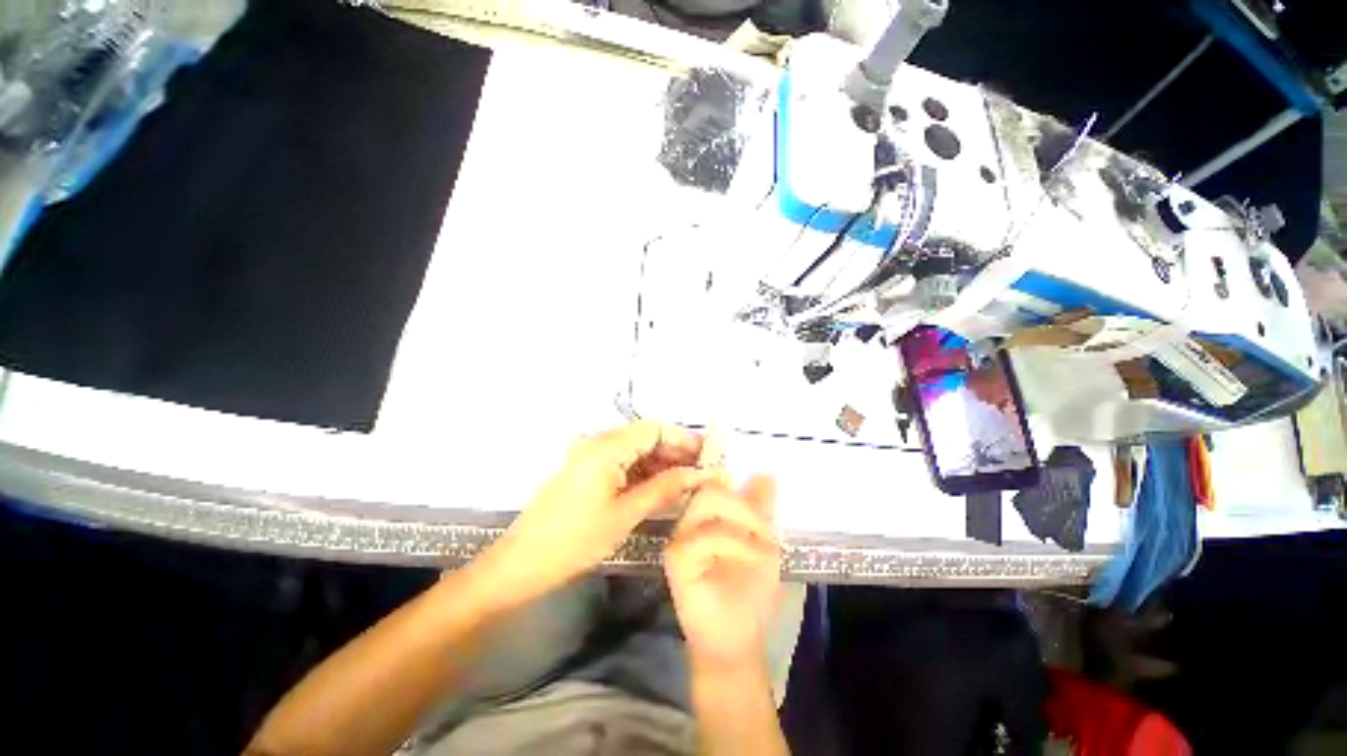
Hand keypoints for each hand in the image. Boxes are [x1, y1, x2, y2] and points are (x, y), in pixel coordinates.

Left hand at [478, 421, 718, 603]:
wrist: (522, 562)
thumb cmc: (575, 540)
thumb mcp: (625, 514)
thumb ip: (665, 488)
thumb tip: (700, 473)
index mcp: (605, 447)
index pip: (654, 429)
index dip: (683, 439)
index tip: (708, 455)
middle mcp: (597, 442)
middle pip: (645, 437)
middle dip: (675, 451)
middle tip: (702, 470)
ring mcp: (590, 455)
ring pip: (635, 449)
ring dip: (661, 462)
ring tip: (688, 480)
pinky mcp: (587, 469)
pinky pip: (622, 462)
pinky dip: (643, 471)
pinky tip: (661, 486)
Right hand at [665, 476, 781, 669]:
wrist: (737, 640)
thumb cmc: (751, 592)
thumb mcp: (764, 543)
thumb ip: (761, 509)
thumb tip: (767, 474)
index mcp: (708, 516)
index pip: (715, 481)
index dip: (736, 483)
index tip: (761, 493)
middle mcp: (690, 521)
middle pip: (711, 488)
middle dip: (744, 506)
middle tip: (765, 533)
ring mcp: (680, 537)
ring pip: (707, 502)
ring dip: (741, 522)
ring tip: (760, 550)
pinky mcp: (675, 558)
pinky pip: (703, 535)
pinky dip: (732, 542)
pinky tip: (749, 559)